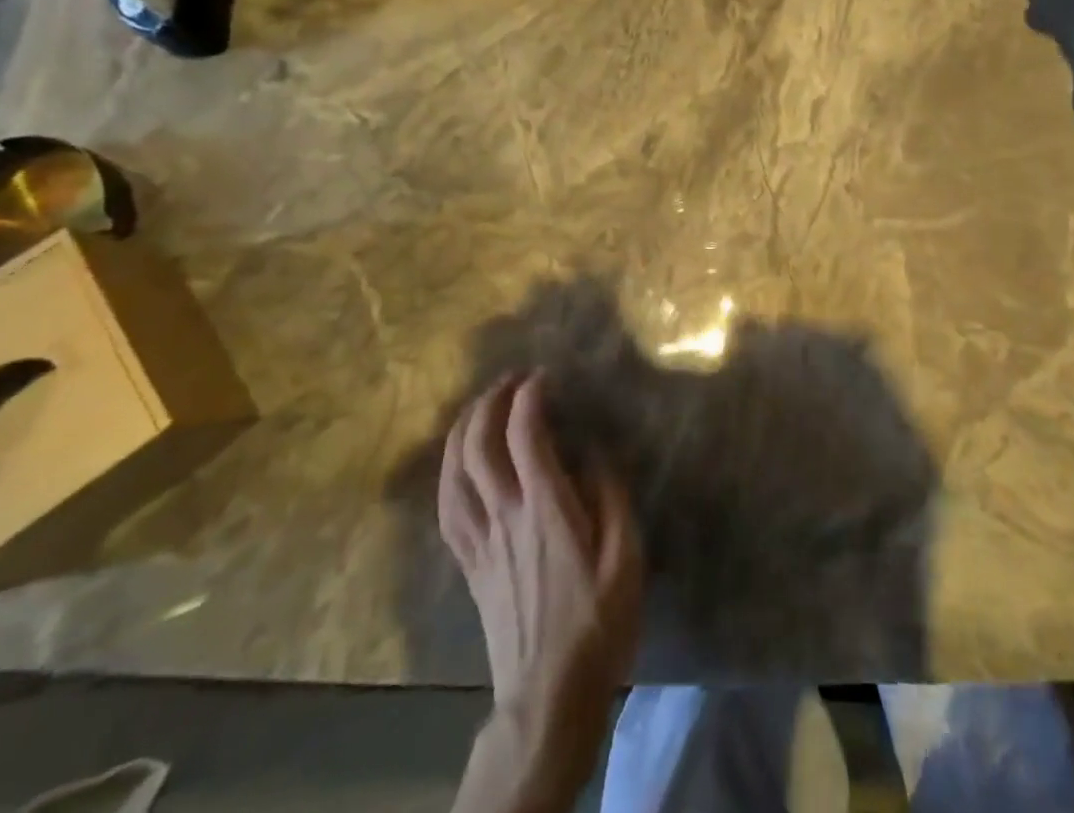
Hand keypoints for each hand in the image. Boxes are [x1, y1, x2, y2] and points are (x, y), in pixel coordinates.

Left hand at [441, 374, 641, 810]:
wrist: (548, 696)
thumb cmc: (597, 623)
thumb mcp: (626, 558)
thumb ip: (611, 497)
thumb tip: (595, 451)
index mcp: (546, 509)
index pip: (525, 435)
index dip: (529, 397)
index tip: (543, 376)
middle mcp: (505, 516)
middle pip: (479, 445)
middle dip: (490, 402)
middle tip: (510, 380)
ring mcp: (481, 541)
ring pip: (454, 473)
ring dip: (463, 430)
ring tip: (479, 406)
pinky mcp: (469, 565)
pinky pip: (447, 509)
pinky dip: (448, 473)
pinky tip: (457, 462)